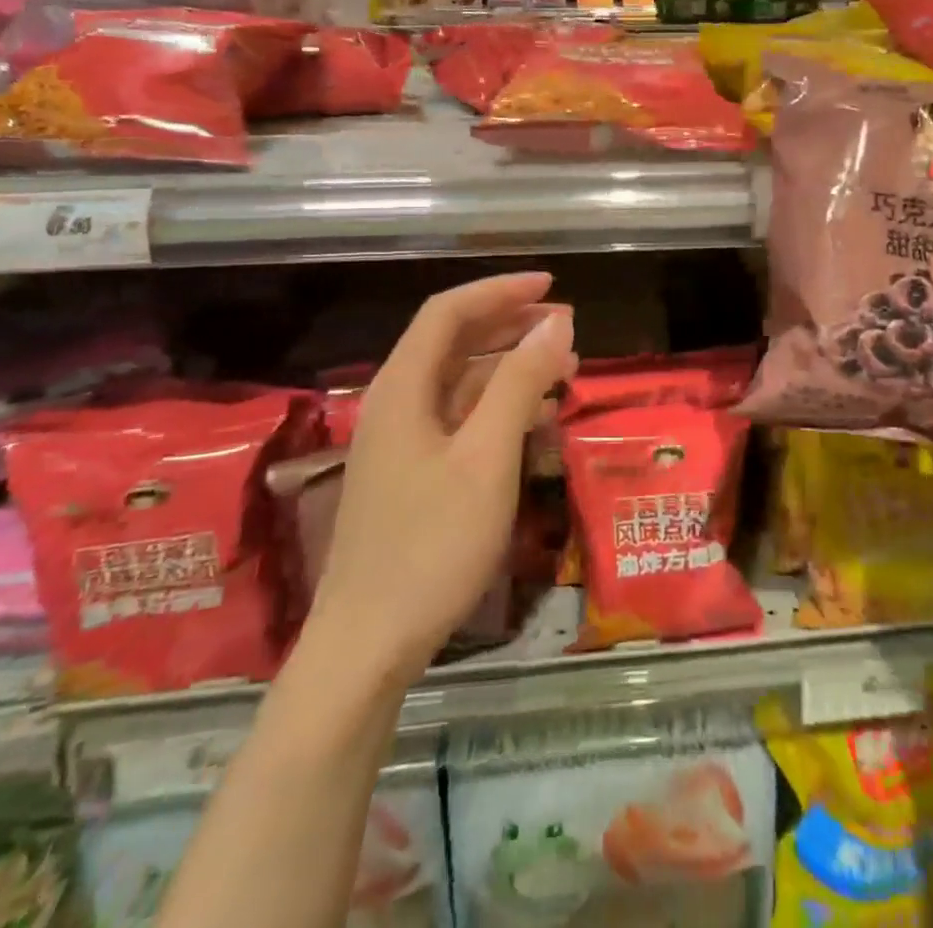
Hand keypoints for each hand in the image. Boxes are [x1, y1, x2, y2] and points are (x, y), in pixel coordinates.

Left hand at [306, 272, 577, 681]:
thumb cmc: (430, 545)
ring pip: (459, 382)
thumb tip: (556, 323)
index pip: (448, 312)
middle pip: (452, 342)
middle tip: (565, 325)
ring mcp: (402, 442)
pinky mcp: (412, 474)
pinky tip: (535, 419)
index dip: (499, 290)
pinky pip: (459, 419)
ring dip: (509, 366)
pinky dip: (498, 406)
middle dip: (509, 324)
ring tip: (563, 367)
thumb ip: (519, 383)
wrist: (367, 647)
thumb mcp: (486, 457)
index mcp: (402, 389)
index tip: (551, 286)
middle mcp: (396, 404)